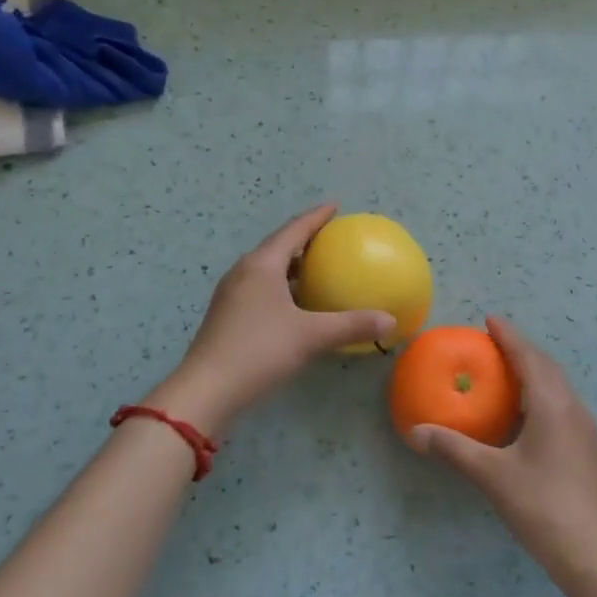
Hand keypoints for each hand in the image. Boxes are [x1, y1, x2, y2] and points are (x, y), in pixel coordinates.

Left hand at [157, 204, 395, 432]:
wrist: (206, 390)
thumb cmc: (259, 351)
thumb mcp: (310, 336)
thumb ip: (351, 325)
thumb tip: (390, 320)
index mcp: (262, 265)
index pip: (294, 230)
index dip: (316, 216)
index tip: (335, 206)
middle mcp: (244, 271)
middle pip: (279, 245)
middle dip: (304, 239)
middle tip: (331, 238)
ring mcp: (232, 293)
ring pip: (268, 268)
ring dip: (292, 264)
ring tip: (318, 267)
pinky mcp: (228, 314)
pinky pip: (261, 286)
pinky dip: (282, 285)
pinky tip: (297, 303)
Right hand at [410, 317, 596, 595]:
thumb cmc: (544, 507)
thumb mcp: (493, 476)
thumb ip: (454, 449)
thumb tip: (415, 432)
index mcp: (553, 404)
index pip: (528, 357)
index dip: (508, 336)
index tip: (490, 320)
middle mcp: (573, 409)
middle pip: (547, 368)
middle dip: (521, 351)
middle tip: (493, 344)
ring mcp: (586, 431)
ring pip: (558, 388)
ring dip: (534, 374)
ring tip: (507, 375)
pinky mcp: (589, 452)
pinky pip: (563, 408)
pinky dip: (542, 397)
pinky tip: (527, 418)